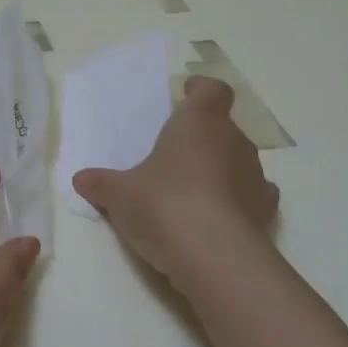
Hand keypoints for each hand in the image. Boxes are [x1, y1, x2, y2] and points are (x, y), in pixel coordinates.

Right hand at [71, 75, 279, 290]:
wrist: (214, 256)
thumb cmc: (162, 205)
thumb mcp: (119, 195)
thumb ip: (102, 184)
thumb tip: (81, 179)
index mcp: (199, 123)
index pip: (212, 90)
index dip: (200, 90)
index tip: (186, 94)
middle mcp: (233, 141)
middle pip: (224, 127)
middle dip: (203, 137)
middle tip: (176, 153)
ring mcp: (255, 176)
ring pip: (238, 161)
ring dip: (220, 169)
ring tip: (193, 189)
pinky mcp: (265, 211)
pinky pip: (251, 195)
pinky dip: (237, 200)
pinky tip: (217, 215)